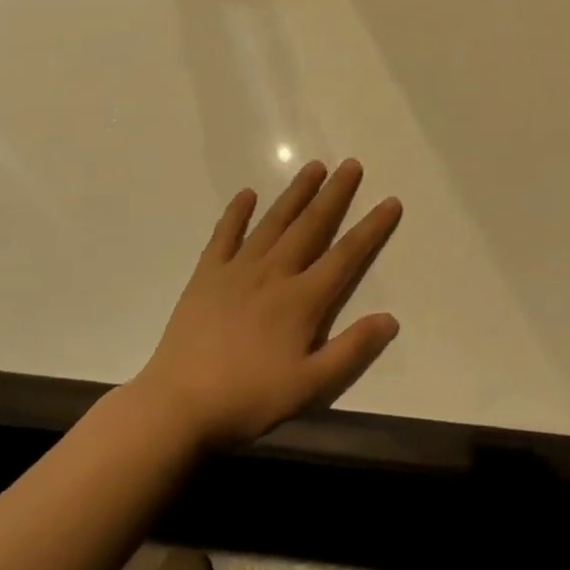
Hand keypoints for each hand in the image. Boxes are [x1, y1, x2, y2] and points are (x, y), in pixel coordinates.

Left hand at [132, 159, 402, 448]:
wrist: (178, 405)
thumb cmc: (249, 398)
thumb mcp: (310, 386)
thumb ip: (352, 349)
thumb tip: (391, 318)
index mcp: (302, 300)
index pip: (346, 255)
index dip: (371, 227)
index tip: (390, 201)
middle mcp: (274, 273)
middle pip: (311, 225)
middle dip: (334, 194)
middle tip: (351, 164)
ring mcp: (237, 270)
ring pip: (273, 221)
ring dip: (296, 193)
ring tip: (313, 167)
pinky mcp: (207, 275)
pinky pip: (224, 235)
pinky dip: (236, 213)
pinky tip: (247, 194)